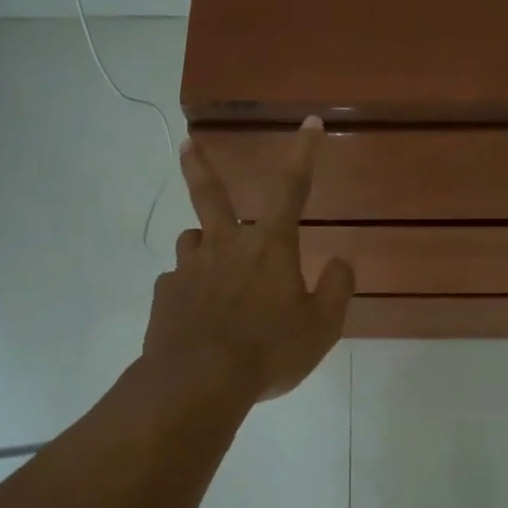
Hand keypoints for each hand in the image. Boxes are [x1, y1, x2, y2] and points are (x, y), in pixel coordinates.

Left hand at [143, 117, 354, 405]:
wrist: (198, 384)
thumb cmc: (268, 351)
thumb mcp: (321, 327)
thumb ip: (337, 289)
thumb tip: (342, 261)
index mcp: (268, 246)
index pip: (291, 188)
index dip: (302, 152)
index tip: (309, 123)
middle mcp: (225, 245)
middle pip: (210, 195)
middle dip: (199, 165)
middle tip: (185, 142)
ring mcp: (189, 269)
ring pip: (193, 241)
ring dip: (204, 243)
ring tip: (212, 264)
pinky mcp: (165, 296)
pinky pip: (178, 282)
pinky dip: (189, 288)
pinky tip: (196, 313)